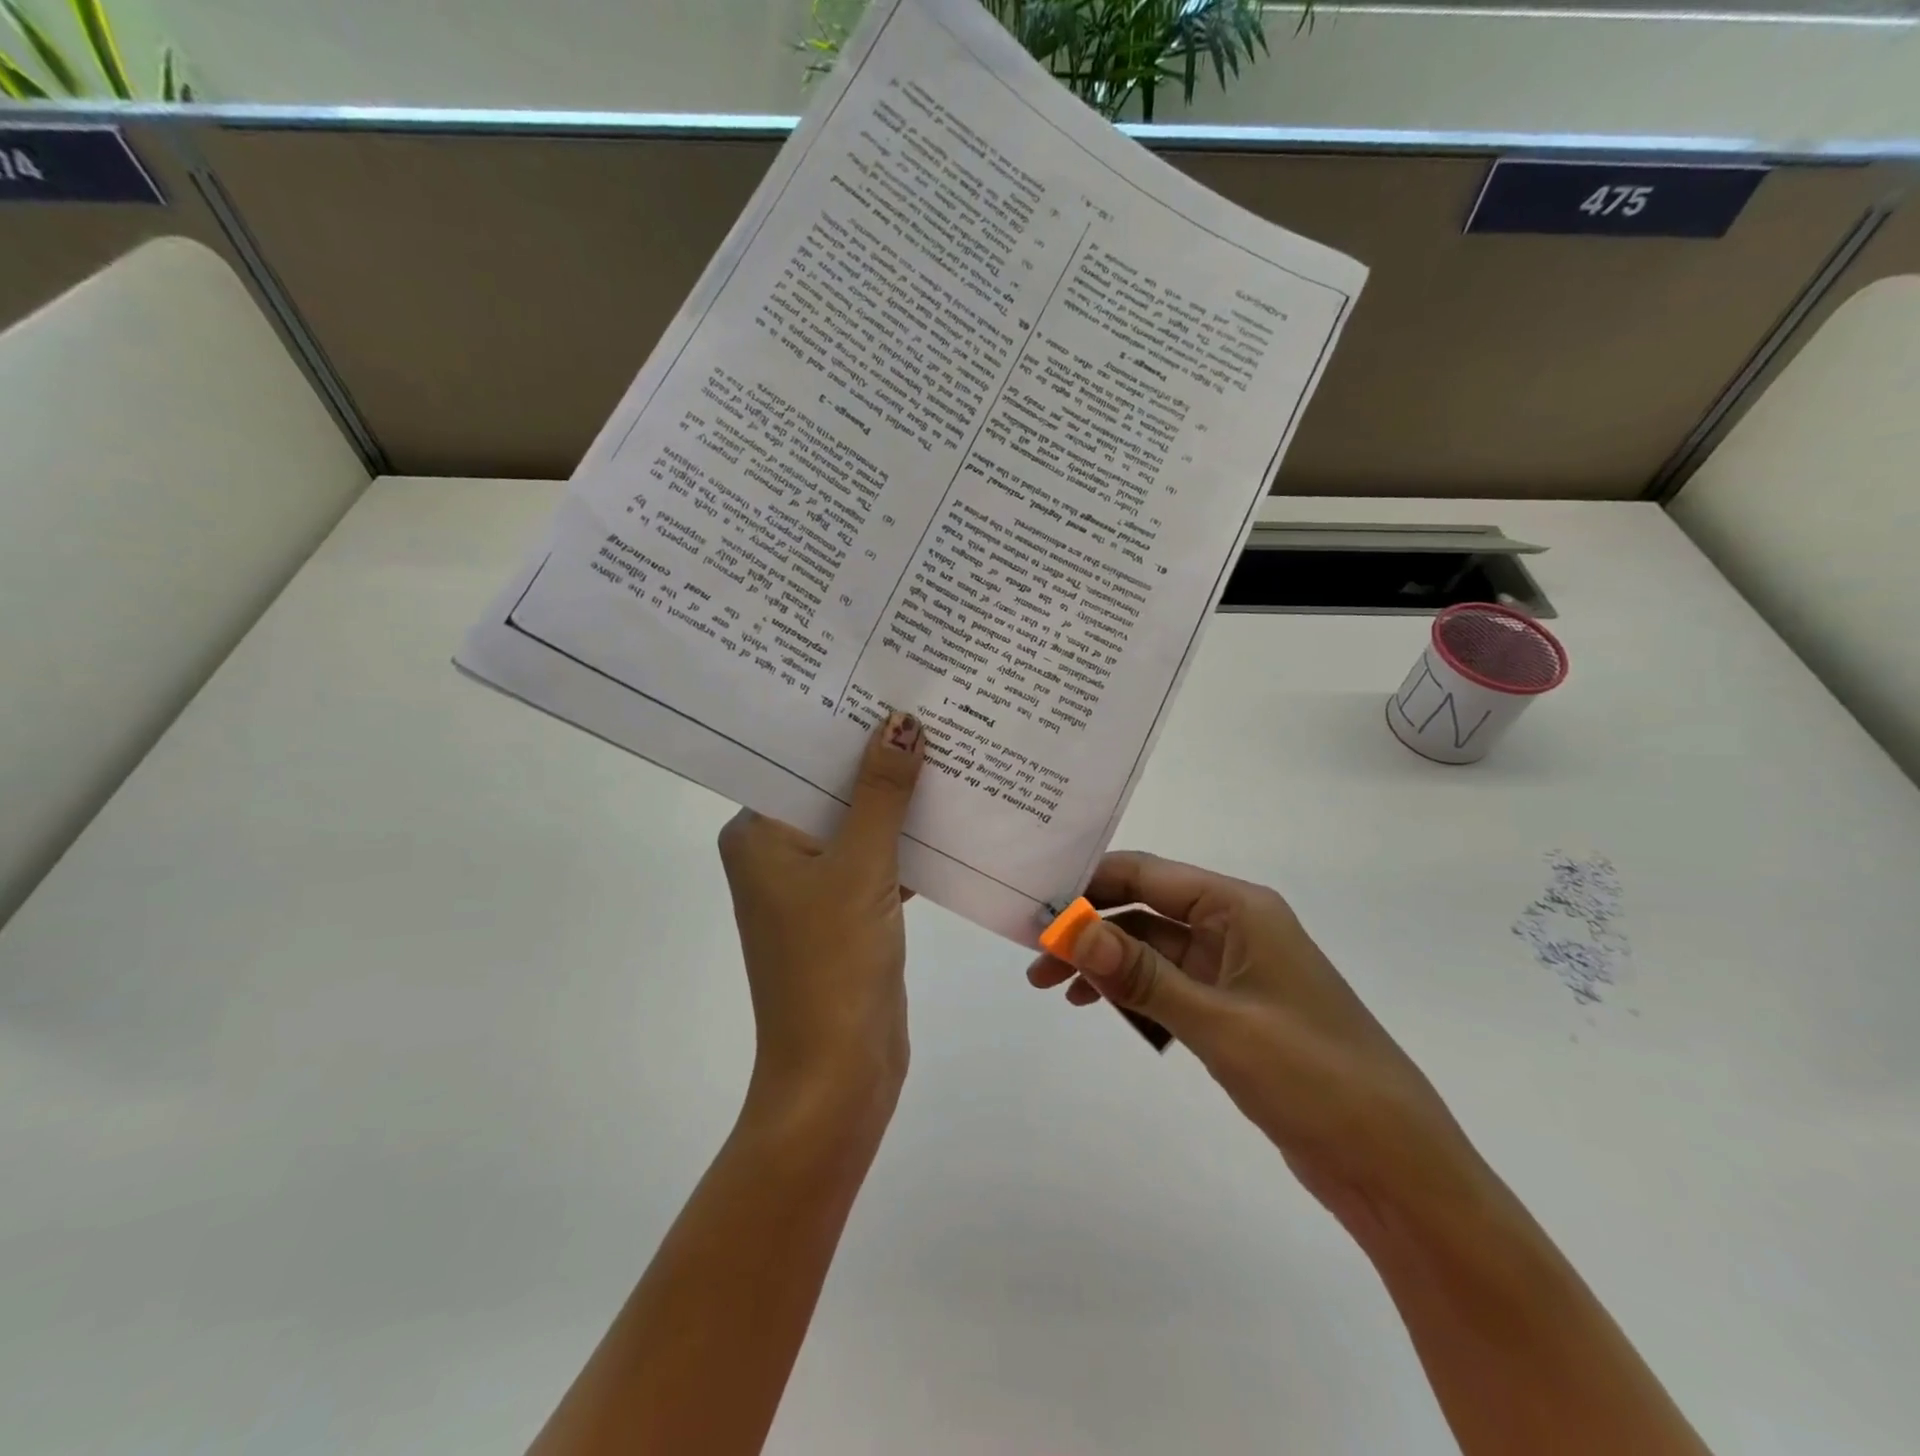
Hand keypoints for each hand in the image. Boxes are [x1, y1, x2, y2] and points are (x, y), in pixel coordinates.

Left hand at [718, 712, 924, 1134]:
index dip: (843, 724)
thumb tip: (901, 721)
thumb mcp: (861, 866)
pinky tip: (954, 811)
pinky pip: (879, 859)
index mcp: (758, 834)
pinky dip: (910, 841)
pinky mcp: (847, 910)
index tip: (886, 682)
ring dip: (900, 800)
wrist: (837, 1073)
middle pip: (833, 789)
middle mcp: (778, 852)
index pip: (800, 760)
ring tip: (948, 746)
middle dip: (879, 758)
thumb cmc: (834, 961)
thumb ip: (881, 792)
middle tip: (929, 706)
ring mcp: (813, 884)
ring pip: (861, 824)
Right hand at [1028, 852, 1489, 1240]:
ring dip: (1104, 963)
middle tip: (1034, 958)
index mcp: (1239, 909)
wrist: (1394, 1167)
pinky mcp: (1232, 1009)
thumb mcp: (1218, 1022)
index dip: (1089, 884)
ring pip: (1151, 950)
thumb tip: (1070, 930)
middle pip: (1144, 910)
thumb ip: (1140, 974)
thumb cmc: (1313, 1077)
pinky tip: (1098, 1008)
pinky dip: (1131, 992)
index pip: (1147, 875)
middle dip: (1089, 930)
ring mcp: (1233, 970)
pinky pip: (1167, 985)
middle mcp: (1235, 927)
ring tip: (1052, 989)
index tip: (1036, 904)